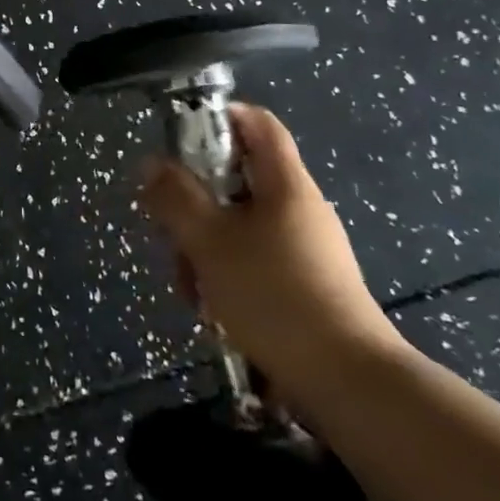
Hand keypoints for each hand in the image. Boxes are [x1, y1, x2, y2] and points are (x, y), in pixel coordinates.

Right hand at [140, 104, 403, 407]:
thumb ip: (175, 198)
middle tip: (172, 232)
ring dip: (205, 246)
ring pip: (239, 223)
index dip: (217, 118)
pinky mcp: (305, 282)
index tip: (178, 142)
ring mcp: (305, 246)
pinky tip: (214, 309)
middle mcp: (298, 206)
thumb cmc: (274, 295)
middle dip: (196, 202)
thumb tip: (151, 165)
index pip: (256, 122)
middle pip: (237, 177)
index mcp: (285, 183)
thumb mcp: (209, 241)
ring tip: (191, 288)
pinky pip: (254, 257)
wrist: (348, 382)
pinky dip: (227, 272)